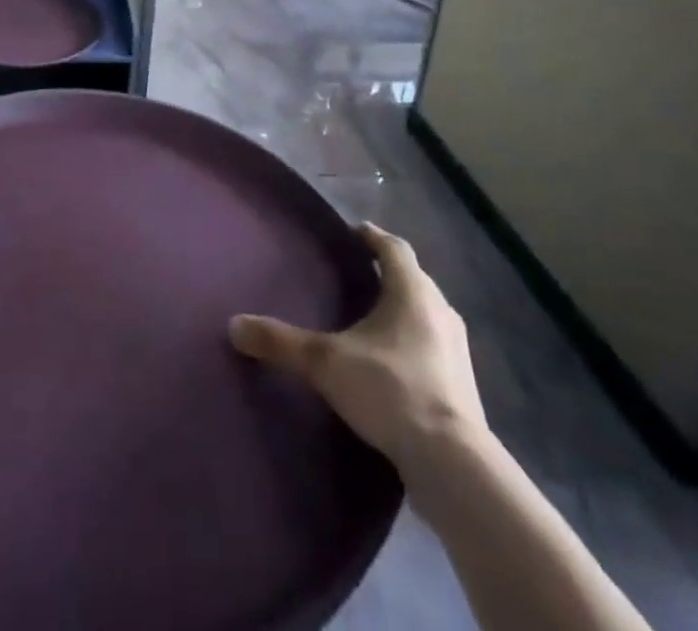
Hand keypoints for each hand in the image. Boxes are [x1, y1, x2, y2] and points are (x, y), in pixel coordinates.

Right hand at [229, 222, 485, 465]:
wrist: (453, 463)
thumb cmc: (390, 389)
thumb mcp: (326, 362)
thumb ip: (281, 342)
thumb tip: (234, 325)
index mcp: (412, 290)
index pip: (393, 247)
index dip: (371, 237)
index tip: (352, 234)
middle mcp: (441, 310)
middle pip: (412, 278)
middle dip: (385, 273)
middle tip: (355, 276)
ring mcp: (457, 349)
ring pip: (425, 314)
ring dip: (402, 310)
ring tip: (370, 319)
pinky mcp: (463, 386)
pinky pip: (433, 347)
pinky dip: (412, 344)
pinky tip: (392, 364)